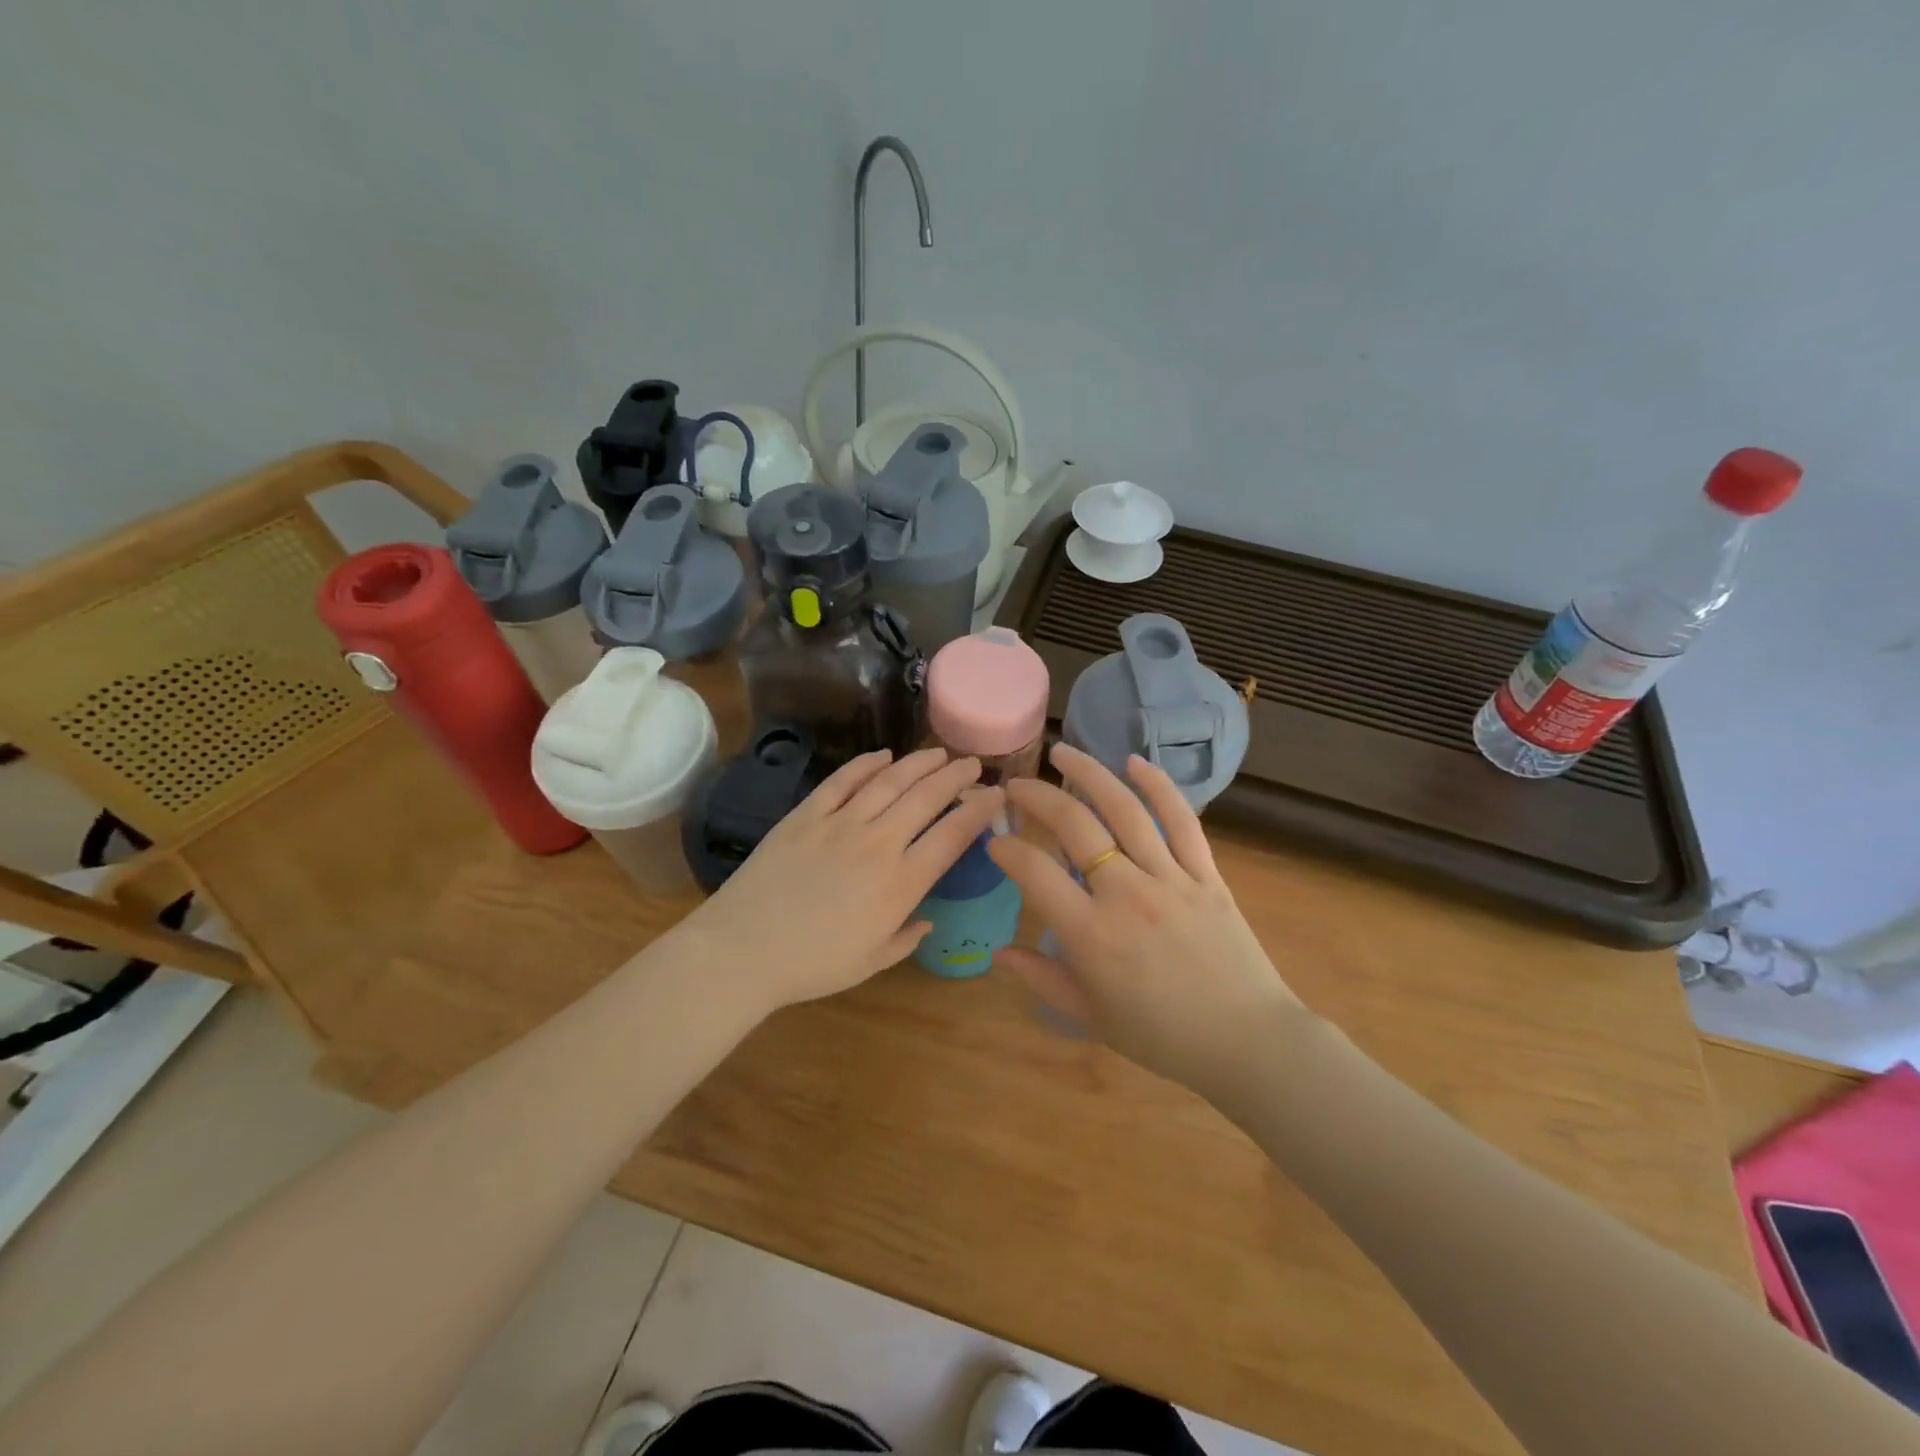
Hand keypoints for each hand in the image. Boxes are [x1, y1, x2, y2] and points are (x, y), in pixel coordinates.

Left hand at [674, 748, 1004, 1014]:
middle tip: (972, 763)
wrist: (744, 949)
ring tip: (938, 753)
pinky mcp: (806, 814)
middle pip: (926, 798)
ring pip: (890, 781)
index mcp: (901, 883)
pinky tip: (882, 756)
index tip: (996, 795)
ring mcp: (841, 823)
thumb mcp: (871, 962)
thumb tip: (927, 920)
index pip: (952, 835)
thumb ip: (906, 937)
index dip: (979, 810)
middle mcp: (879, 843)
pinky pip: (843, 780)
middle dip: (955, 776)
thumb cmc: (813, 965)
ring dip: (919, 763)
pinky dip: (866, 764)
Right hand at [987, 743, 1302, 1092]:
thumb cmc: (1161, 1037)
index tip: (995, 841)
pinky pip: (1182, 822)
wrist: (1247, 1042)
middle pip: (1075, 826)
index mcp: (1091, 935)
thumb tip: (999, 952)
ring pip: (1124, 811)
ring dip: (1089, 774)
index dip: (1006, 850)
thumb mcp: (1090, 1016)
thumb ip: (1041, 978)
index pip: (1034, 873)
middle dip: (1037, 797)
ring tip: (1062, 752)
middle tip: (1015, 785)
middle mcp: (1126, 894)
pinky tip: (1135, 762)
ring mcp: (1170, 878)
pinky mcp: (1206, 874)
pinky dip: (1159, 788)